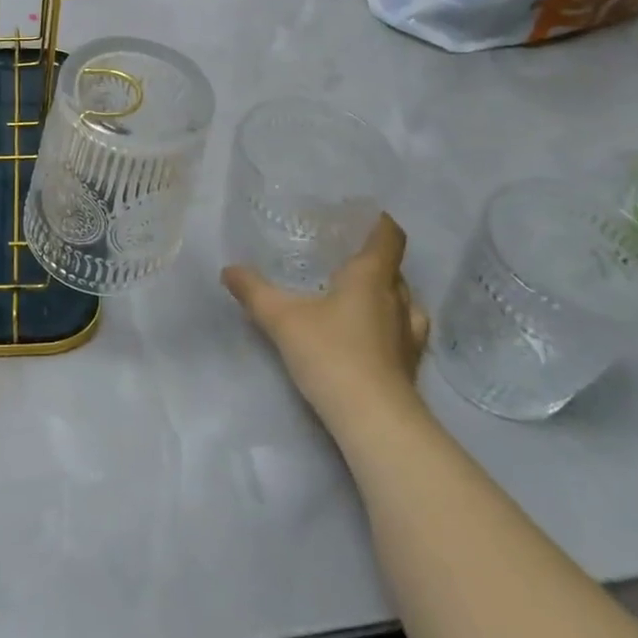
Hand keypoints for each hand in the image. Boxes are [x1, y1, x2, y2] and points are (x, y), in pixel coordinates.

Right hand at [223, 213, 428, 431]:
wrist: (374, 421)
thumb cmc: (331, 354)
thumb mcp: (282, 319)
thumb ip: (255, 291)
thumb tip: (228, 269)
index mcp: (371, 277)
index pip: (388, 237)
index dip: (379, 223)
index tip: (362, 217)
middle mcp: (397, 300)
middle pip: (394, 269)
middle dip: (375, 261)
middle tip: (345, 260)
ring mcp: (408, 336)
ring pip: (404, 303)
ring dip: (387, 296)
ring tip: (360, 299)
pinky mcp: (409, 367)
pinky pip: (404, 334)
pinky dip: (390, 329)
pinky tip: (371, 339)